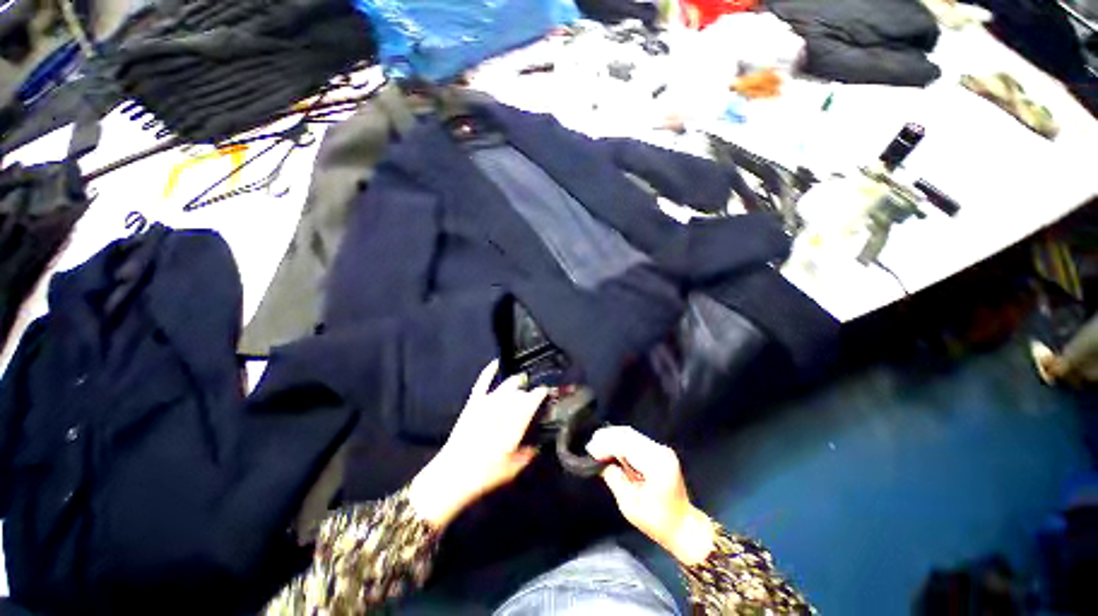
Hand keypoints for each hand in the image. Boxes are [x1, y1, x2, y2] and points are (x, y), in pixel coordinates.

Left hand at [409, 360, 546, 528]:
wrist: (452, 474)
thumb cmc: (486, 474)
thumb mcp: (513, 468)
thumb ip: (527, 454)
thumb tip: (536, 446)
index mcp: (516, 422)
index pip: (533, 399)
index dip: (541, 392)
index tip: (546, 391)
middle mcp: (503, 408)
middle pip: (521, 392)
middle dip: (528, 392)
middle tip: (533, 397)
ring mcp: (487, 403)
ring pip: (507, 386)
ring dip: (516, 383)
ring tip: (522, 381)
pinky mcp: (473, 403)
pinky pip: (483, 382)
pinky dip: (489, 370)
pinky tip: (496, 363)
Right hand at [586, 426, 714, 565]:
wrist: (683, 525)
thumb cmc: (657, 521)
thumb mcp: (630, 505)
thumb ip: (614, 478)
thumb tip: (601, 461)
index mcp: (657, 465)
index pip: (626, 445)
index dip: (606, 445)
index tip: (590, 451)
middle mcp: (660, 451)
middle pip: (628, 435)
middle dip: (607, 437)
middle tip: (590, 447)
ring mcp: (661, 449)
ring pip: (630, 434)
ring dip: (612, 438)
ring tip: (597, 446)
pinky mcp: (658, 450)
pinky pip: (634, 439)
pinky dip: (620, 441)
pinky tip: (610, 448)